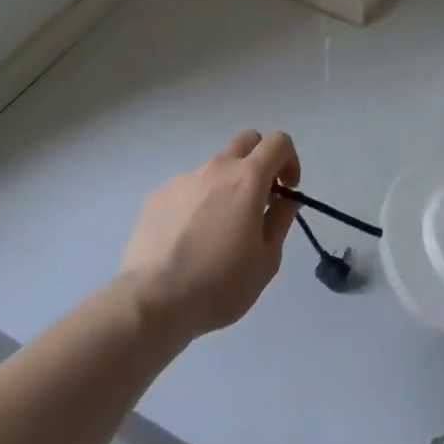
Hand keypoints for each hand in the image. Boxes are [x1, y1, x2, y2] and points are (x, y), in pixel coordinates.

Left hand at [121, 130, 300, 338]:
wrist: (153, 302)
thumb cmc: (219, 284)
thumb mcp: (267, 259)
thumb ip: (281, 219)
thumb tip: (285, 199)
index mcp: (248, 178)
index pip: (278, 141)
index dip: (289, 160)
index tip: (286, 190)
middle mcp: (216, 168)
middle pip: (246, 140)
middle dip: (259, 160)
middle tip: (258, 197)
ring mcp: (183, 179)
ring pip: (214, 168)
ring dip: (225, 186)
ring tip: (216, 229)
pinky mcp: (157, 196)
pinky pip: (187, 188)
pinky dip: (196, 203)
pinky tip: (188, 239)